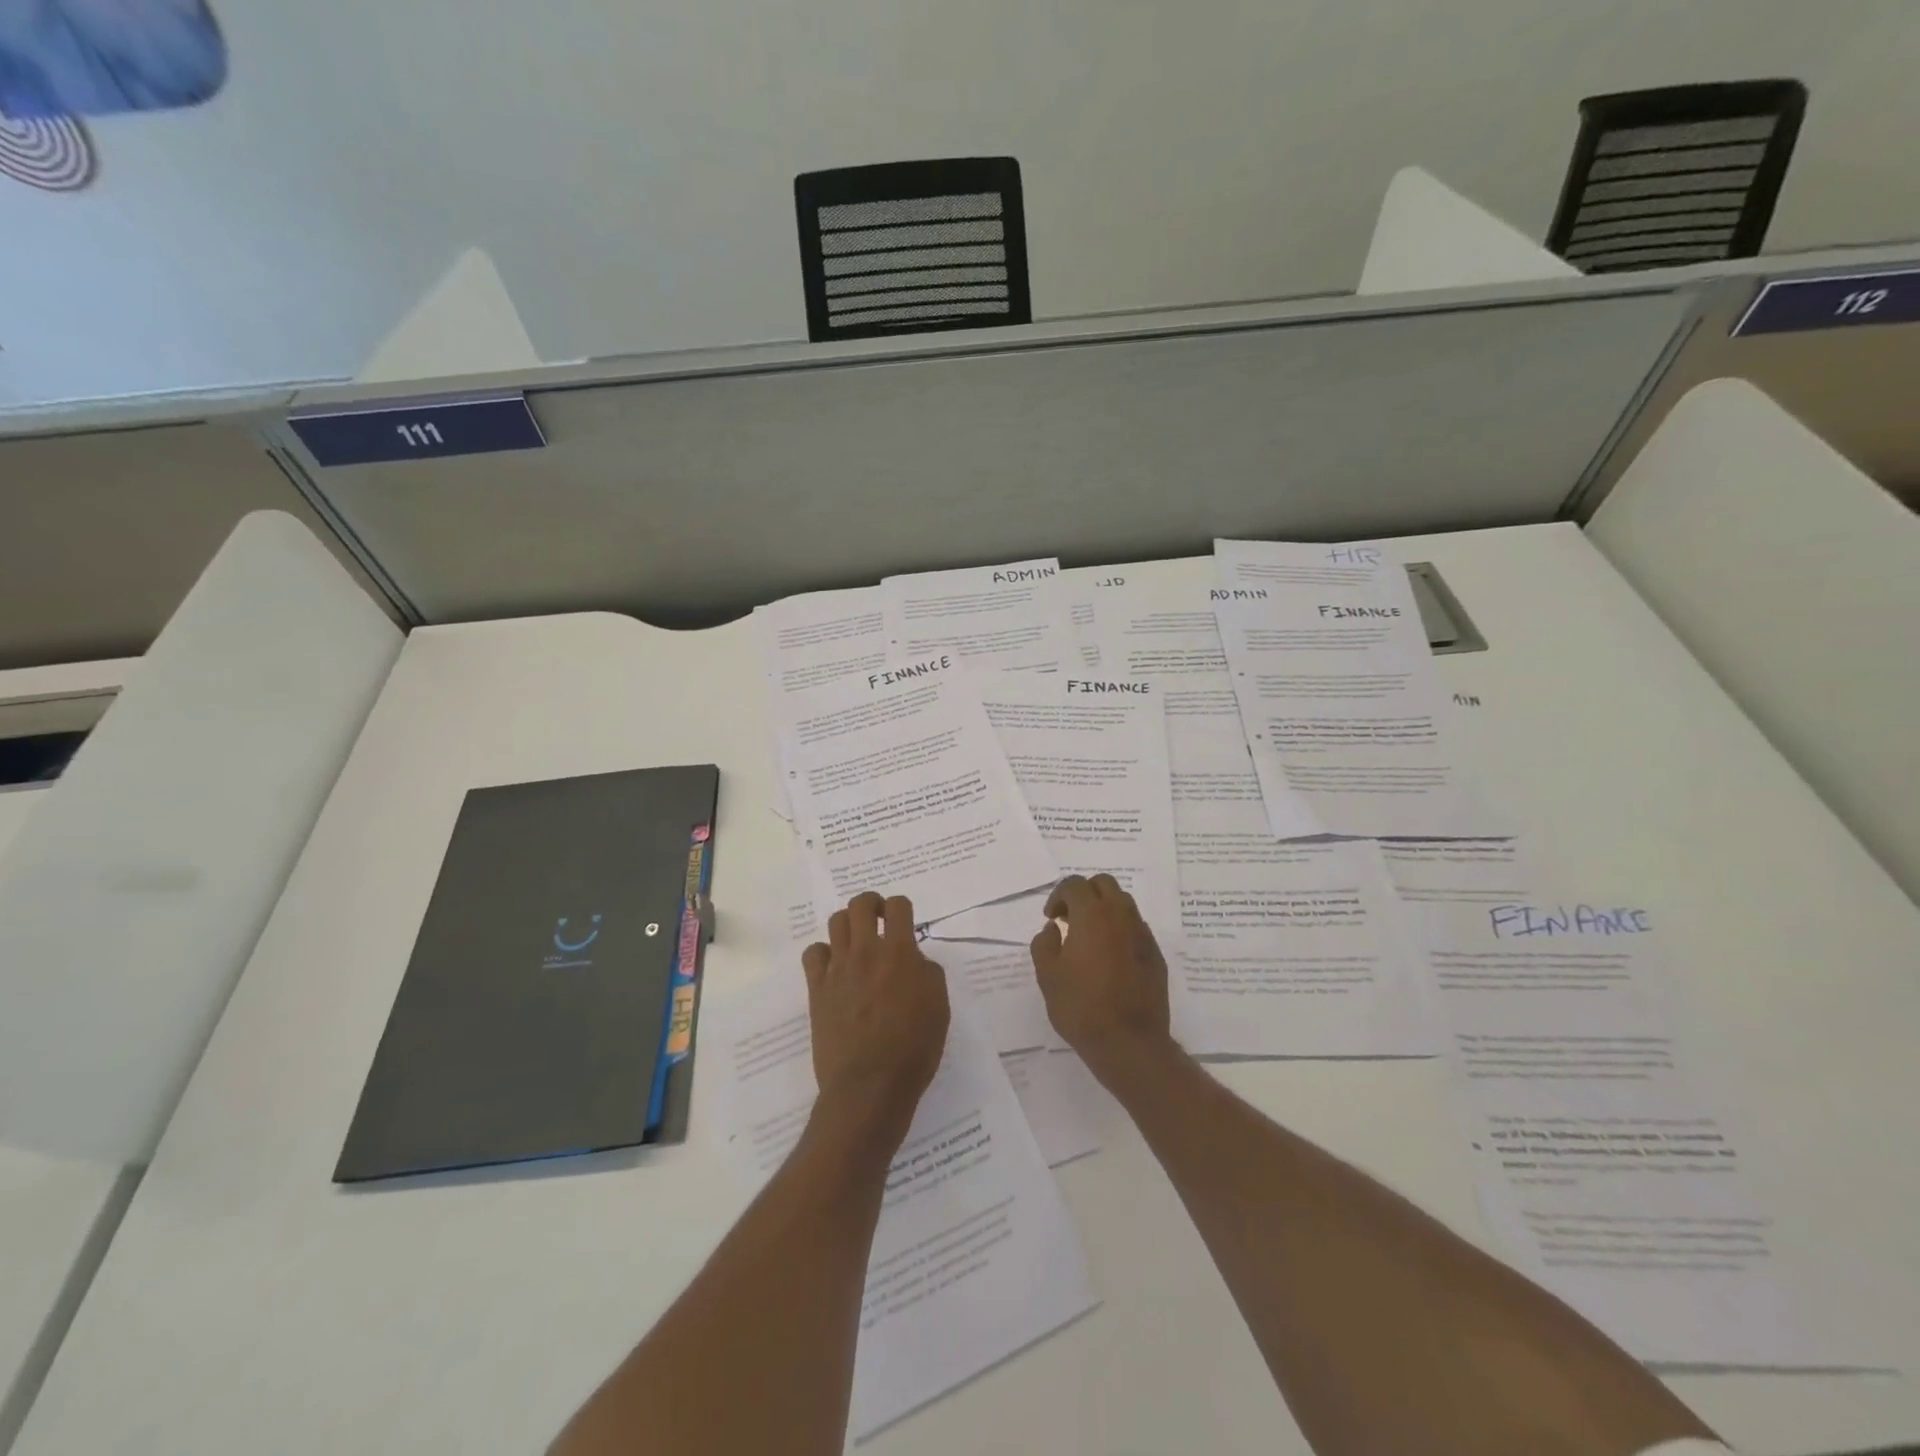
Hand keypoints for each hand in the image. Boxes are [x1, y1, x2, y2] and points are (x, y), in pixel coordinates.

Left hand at [802, 892, 949, 1146]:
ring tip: (857, 942)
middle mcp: (866, 951)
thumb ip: (928, 973)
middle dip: (871, 905)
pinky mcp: (817, 988)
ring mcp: (838, 968)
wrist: (870, 1085)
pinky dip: (824, 953)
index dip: (901, 908)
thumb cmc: (914, 1048)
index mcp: (900, 953)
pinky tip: (834, 967)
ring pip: (836, 922)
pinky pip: (813, 953)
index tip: (903, 921)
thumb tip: (915, 961)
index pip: (898, 906)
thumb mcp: (939, 1007)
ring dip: (849, 925)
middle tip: (879, 920)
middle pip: (860, 904)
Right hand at [1030, 874, 1173, 1084]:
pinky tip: (1109, 956)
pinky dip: (1119, 929)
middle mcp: (1120, 916)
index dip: (1058, 896)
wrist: (1129, 1043)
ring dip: (1103, 909)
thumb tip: (1053, 929)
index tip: (1051, 917)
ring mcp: (1142, 934)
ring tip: (1088, 936)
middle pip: (1103, 884)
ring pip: (1123, 902)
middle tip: (1069, 918)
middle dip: (1084, 893)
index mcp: (1092, 915)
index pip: (1074, 885)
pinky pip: (1135, 927)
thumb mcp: (1048, 976)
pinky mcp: (1155, 954)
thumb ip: (1044, 944)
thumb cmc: (1081, 1007)